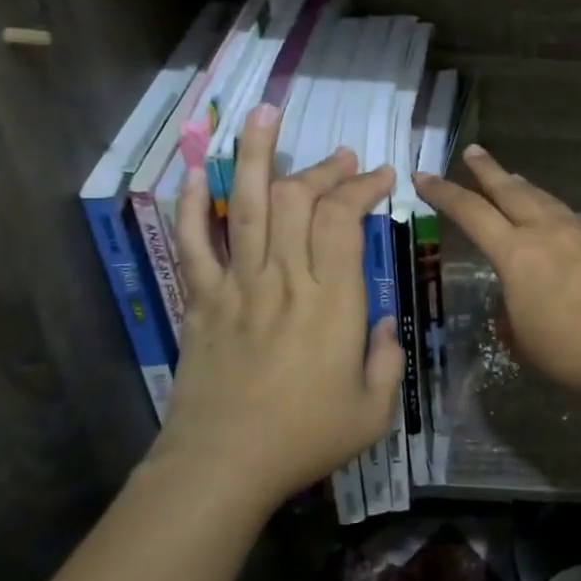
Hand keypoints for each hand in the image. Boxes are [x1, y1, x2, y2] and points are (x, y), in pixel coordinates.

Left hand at [150, 105, 402, 511]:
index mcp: (331, 298)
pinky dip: (192, 205)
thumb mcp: (373, 411)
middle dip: (323, 167)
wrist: (222, 466)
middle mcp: (284, 276)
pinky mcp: (201, 299)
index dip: (362, 185)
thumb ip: (388, 360)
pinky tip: (195, 173)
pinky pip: (193, 242)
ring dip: (255, 155)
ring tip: (261, 113)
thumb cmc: (304, 438)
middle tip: (342, 157)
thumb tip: (385, 324)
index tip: (381, 175)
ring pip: (246, 204)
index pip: (344, 217)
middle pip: (298, 198)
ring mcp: (237, 283)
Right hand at [417, 146, 580, 402]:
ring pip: (546, 200)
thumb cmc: (571, 351)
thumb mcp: (523, 338)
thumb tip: (514, 300)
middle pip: (510, 189)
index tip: (424, 176)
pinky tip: (566, 228)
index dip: (443, 193)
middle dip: (487, 170)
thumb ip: (510, 311)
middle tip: (472, 152)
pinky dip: (563, 219)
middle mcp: (547, 230)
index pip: (470, 213)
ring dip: (525, 189)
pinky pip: (578, 221)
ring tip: (515, 180)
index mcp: (516, 253)